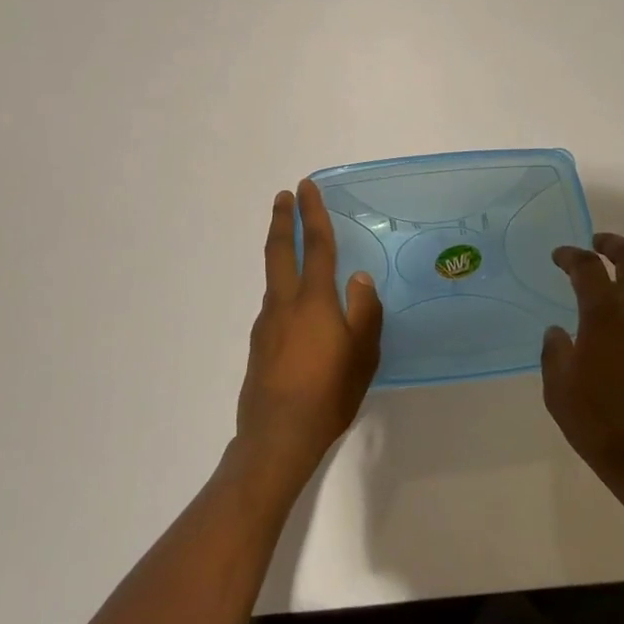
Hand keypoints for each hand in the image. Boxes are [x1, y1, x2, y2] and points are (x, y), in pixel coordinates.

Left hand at [235, 180, 382, 485]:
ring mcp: (267, 324)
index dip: (313, 213)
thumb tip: (360, 278)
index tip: (306, 186)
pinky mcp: (259, 345)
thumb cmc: (329, 394)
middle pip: (280, 251)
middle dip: (283, 220)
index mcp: (313, 300)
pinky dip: (284, 290)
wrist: (277, 437)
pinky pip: (274, 306)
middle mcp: (284, 303)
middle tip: (284, 196)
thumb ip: (364, 311)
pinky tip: (298, 311)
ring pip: (274, 278)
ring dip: (281, 253)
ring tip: (296, 250)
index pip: (316, 245)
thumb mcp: (363, 354)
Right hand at [542, 232, 623, 502]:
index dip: (571, 255)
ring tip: (611, 279)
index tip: (558, 256)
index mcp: (604, 316)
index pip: (588, 267)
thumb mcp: (559, 390)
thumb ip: (554, 353)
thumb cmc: (601, 424)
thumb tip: (558, 333)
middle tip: (596, 243)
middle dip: (613, 243)